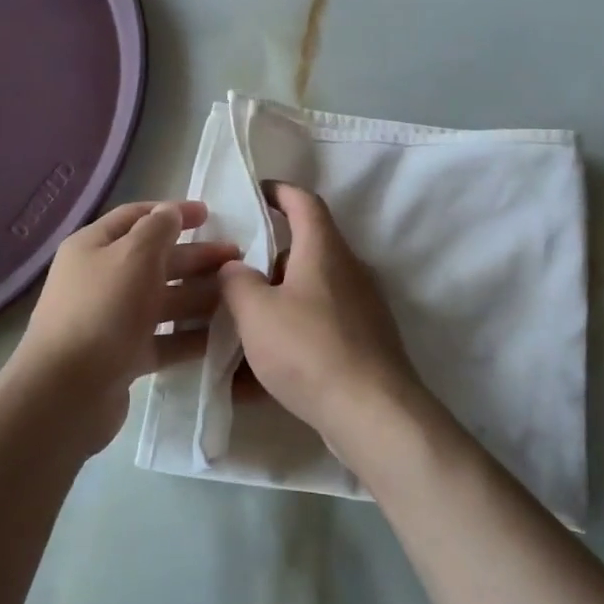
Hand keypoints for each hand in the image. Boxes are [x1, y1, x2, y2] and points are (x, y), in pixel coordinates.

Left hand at [11, 201, 238, 450]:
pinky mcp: (123, 356)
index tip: (210, 215)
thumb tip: (170, 212)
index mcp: (94, 247)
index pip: (137, 217)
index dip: (172, 213)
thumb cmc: (102, 311)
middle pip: (155, 260)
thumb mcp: (134, 256)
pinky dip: (190, 335)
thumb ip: (158, 228)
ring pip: (163, 301)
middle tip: (236, 259)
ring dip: (199, 296)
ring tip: (237, 297)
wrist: (66, 393)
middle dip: (196, 257)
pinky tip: (222, 335)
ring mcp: (111, 320)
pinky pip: (163, 338)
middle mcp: (100, 279)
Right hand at [217, 184, 420, 450]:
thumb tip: (234, 268)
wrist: (372, 412)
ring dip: (274, 306)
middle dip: (266, 261)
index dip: (279, 191)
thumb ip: (236, 282)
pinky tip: (255, 379)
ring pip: (308, 294)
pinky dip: (288, 341)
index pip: (304, 202)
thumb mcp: (256, 313)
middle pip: (304, 251)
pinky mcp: (363, 343)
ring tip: (236, 329)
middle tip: (231, 275)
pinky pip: (317, 330)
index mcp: (324, 250)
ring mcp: (360, 308)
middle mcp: (347, 271)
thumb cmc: (309, 349)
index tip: (255, 192)